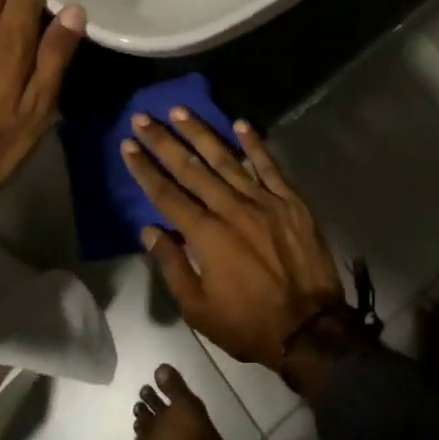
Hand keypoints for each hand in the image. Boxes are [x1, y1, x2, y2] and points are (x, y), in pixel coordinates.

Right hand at [121, 109, 344, 370]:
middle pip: (191, 168)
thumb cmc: (248, 324)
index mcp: (205, 235)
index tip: (128, 146)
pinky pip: (269, 165)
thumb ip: (172, 266)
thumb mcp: (198, 309)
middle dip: (164, 141)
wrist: (310, 328)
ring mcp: (262, 200)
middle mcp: (230, 208)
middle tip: (143, 118)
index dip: (145, 169)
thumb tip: (149, 230)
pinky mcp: (290, 200)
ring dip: (201, 133)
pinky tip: (240, 123)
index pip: (166, 194)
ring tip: (180, 111)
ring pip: (226, 158)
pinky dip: (254, 143)